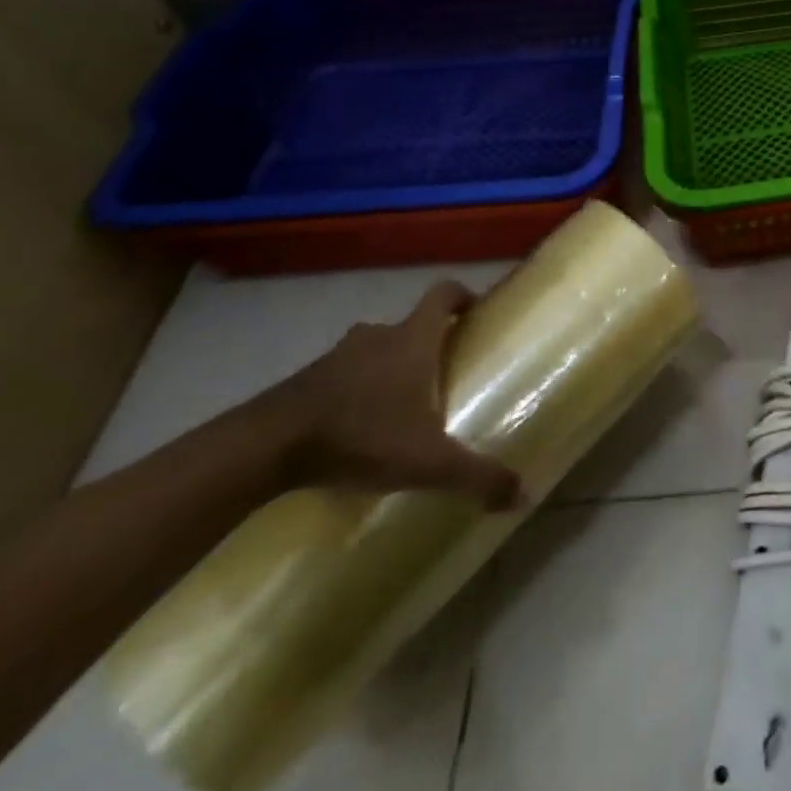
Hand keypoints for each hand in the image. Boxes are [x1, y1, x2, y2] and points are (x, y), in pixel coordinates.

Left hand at [263, 280, 520, 508]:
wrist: (264, 448)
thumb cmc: (361, 435)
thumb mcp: (428, 461)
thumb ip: (477, 475)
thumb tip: (525, 496)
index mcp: (412, 340)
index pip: (442, 294)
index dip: (462, 296)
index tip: (475, 311)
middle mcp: (376, 336)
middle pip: (408, 326)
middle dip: (426, 345)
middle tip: (441, 375)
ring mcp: (335, 356)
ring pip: (372, 351)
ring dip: (386, 369)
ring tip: (398, 407)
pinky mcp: (303, 382)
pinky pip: (340, 376)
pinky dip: (353, 392)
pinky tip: (356, 429)